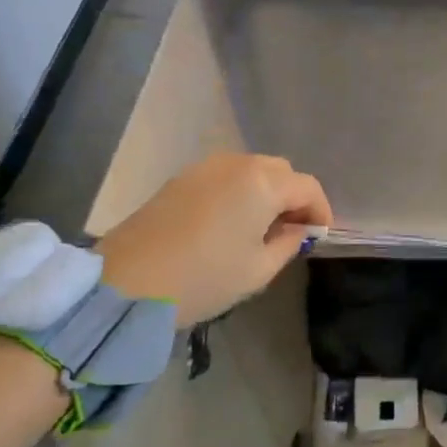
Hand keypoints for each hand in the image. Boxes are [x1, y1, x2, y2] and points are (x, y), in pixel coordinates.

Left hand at [96, 153, 331, 324]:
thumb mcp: (258, 270)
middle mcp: (238, 163)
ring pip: (252, 169)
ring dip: (266, 191)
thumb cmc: (203, 278)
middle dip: (293, 197)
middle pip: (281, 171)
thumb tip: (298, 229)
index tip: (320, 236)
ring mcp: (206, 167)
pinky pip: (225, 176)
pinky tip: (230, 221)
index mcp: (264, 183)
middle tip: (292, 230)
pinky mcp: (181, 178)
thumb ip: (288, 243)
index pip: (308, 187)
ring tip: (260, 227)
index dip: (321, 210)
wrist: (126, 282)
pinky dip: (239, 191)